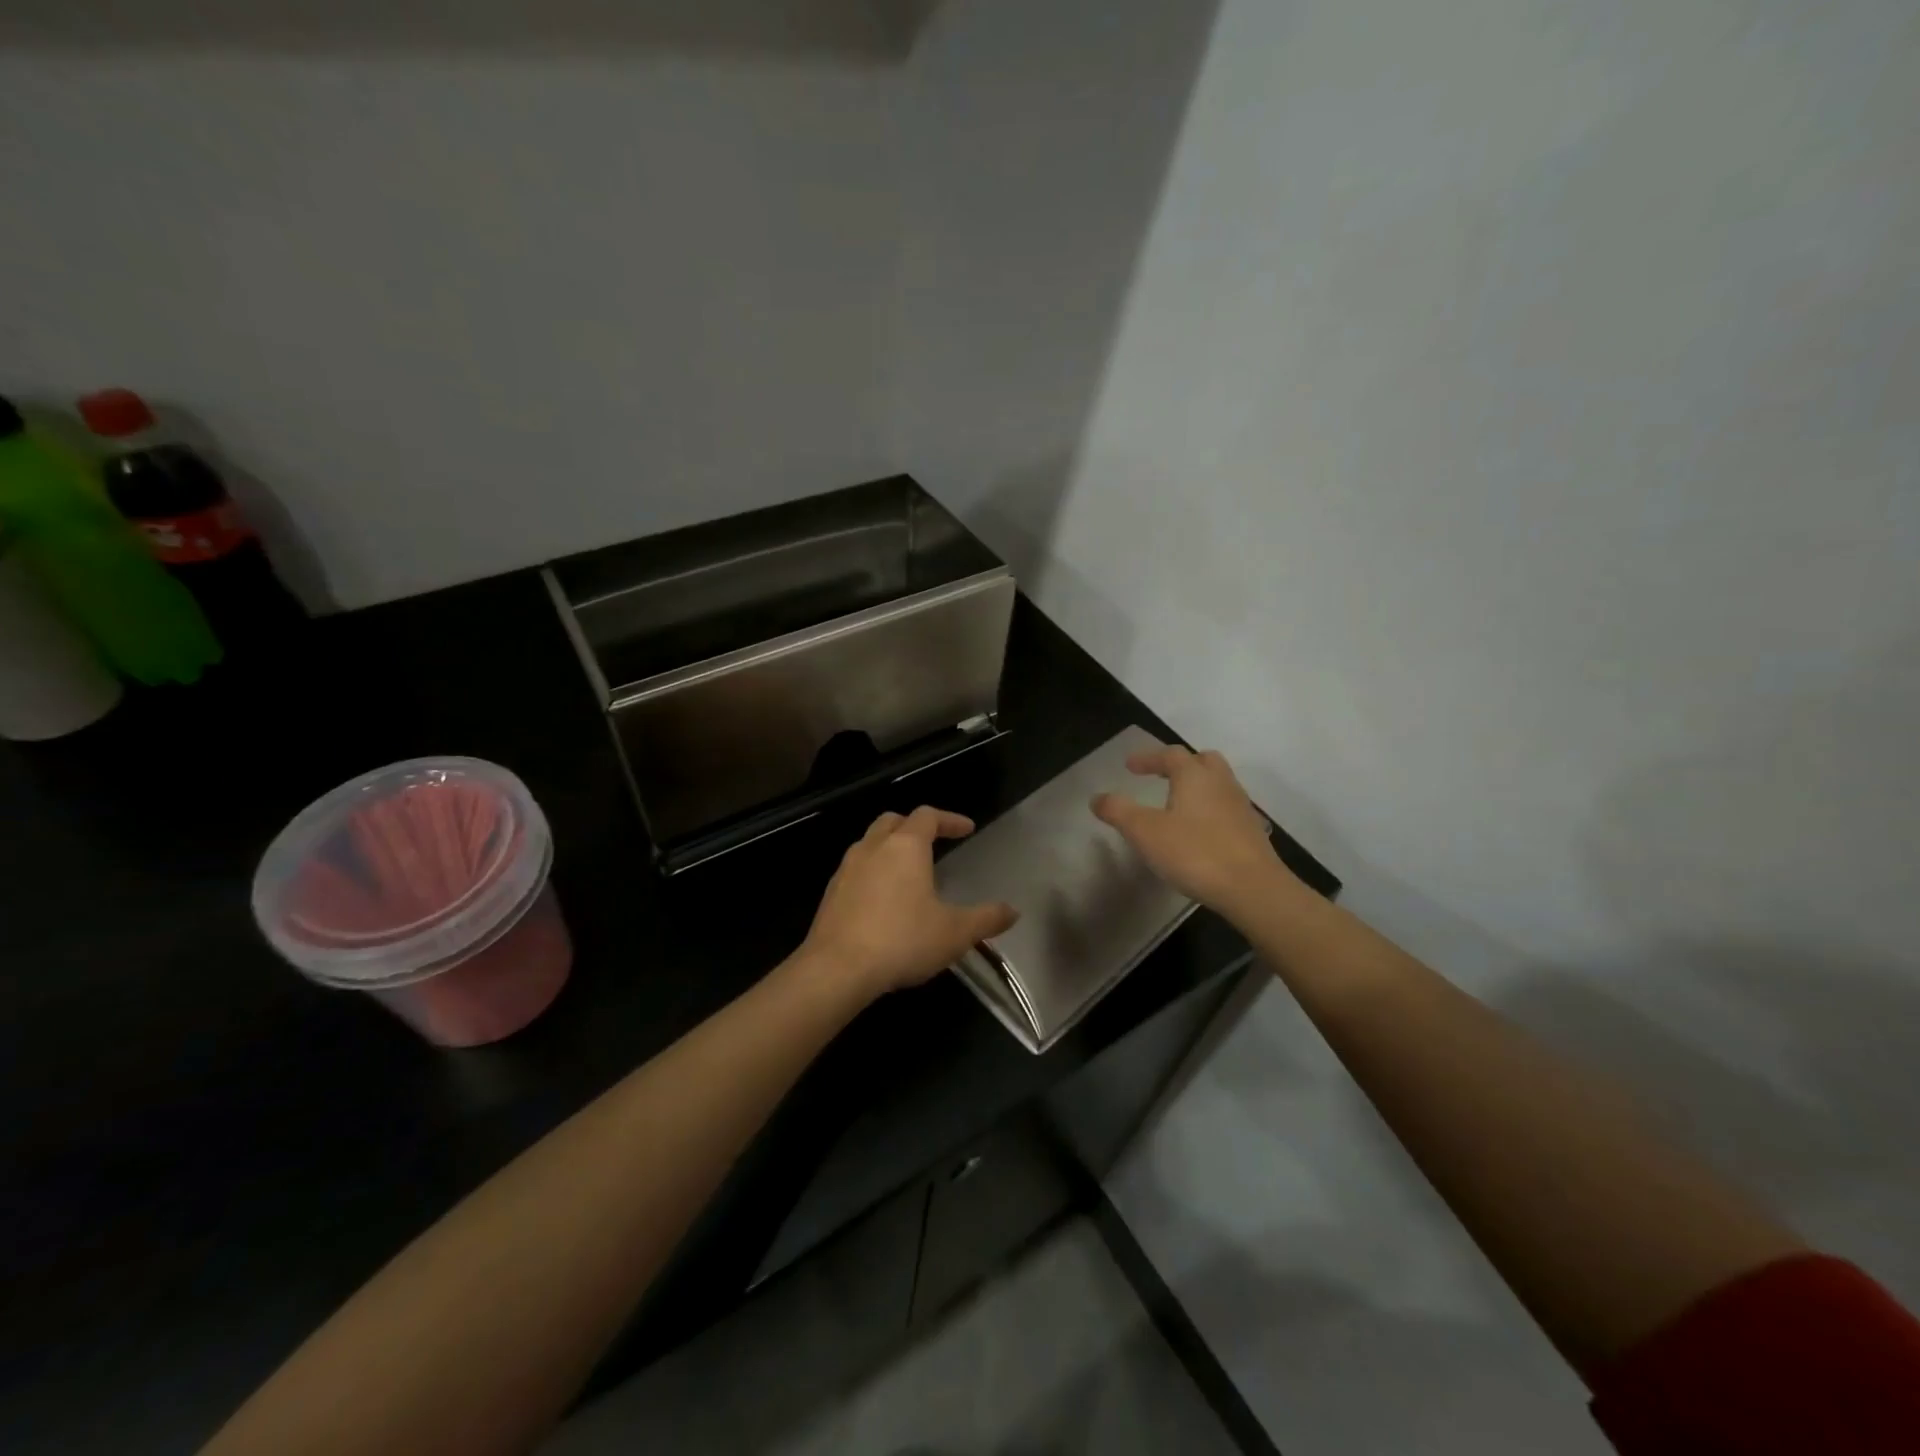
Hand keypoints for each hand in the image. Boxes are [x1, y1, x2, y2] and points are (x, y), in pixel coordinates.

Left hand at [801, 806, 1017, 999]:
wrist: (836, 969)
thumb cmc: (902, 941)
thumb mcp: (955, 933)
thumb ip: (986, 919)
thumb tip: (1013, 911)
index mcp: (905, 846)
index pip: (928, 816)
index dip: (950, 819)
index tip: (967, 829)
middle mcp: (873, 847)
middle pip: (893, 821)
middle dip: (915, 826)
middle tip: (933, 841)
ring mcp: (846, 868)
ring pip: (870, 843)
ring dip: (891, 848)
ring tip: (908, 872)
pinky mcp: (830, 893)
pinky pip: (856, 869)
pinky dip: (873, 872)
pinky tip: (883, 900)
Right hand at [1091, 746, 1293, 916]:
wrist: (1253, 888)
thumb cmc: (1195, 852)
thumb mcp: (1145, 832)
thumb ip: (1119, 811)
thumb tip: (1097, 797)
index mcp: (1194, 776)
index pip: (1170, 755)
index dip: (1148, 758)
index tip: (1130, 767)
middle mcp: (1221, 783)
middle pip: (1202, 761)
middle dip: (1180, 765)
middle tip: (1161, 776)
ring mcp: (1241, 807)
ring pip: (1218, 784)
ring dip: (1197, 787)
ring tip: (1178, 804)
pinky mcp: (1252, 831)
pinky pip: (1227, 808)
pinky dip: (1210, 810)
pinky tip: (1199, 831)